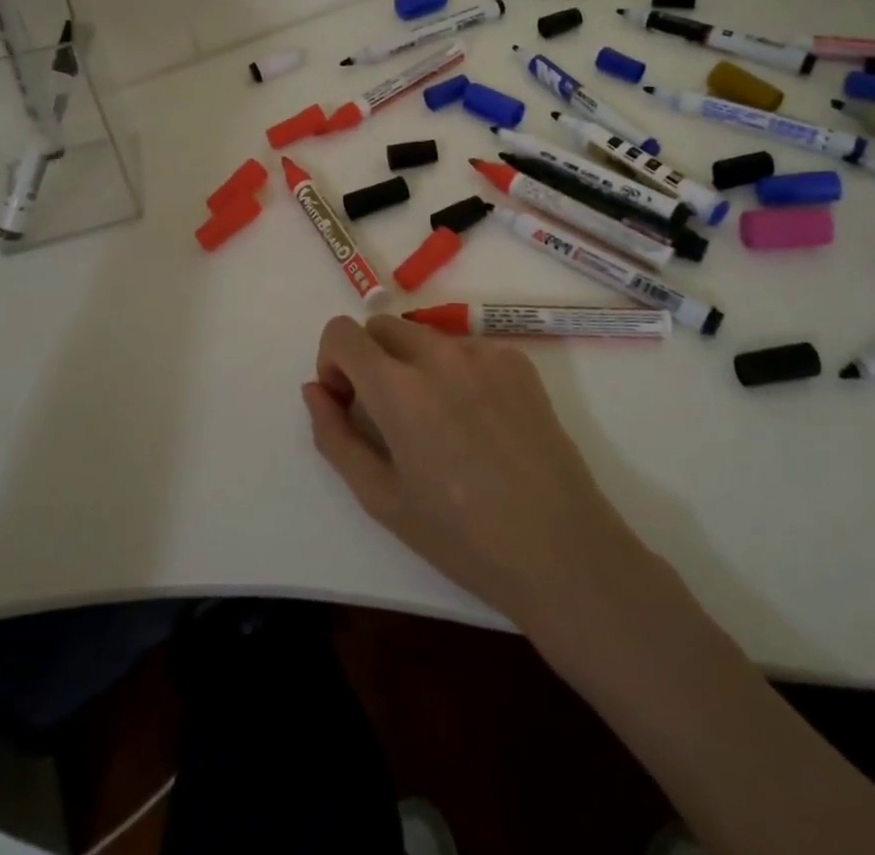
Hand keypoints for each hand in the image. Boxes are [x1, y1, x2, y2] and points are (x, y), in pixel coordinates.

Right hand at [303, 315, 648, 629]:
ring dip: (412, 363)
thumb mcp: (382, 498)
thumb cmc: (461, 536)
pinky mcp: (518, 360)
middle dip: (369, 358)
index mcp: (399, 389)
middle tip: (385, 414)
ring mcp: (484, 353)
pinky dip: (455, 370)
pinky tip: (477, 421)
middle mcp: (440, 355)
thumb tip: (314, 390)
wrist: (560, 549)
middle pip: (383, 326)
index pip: (343, 333)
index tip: (346, 400)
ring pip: (425, 336)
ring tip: (437, 423)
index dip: (332, 361)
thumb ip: (335, 436)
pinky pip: (467, 348)